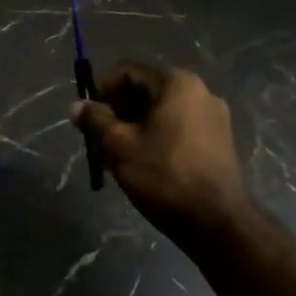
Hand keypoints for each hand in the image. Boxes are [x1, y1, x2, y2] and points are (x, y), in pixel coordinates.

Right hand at [71, 62, 262, 249]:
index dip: (101, 90)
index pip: (128, 72)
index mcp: (177, 84)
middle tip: (98, 138)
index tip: (87, 116)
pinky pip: (177, 128)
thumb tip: (76, 106)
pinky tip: (141, 163)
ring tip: (115, 155)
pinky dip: (155, 137)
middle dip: (117, 112)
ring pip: (160, 113)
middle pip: (145, 91)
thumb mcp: (119, 146)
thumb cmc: (164, 175)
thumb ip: (95, 120)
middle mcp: (200, 92)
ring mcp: (214, 118)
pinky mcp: (219, 142)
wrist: (217, 223)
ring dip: (134, 127)